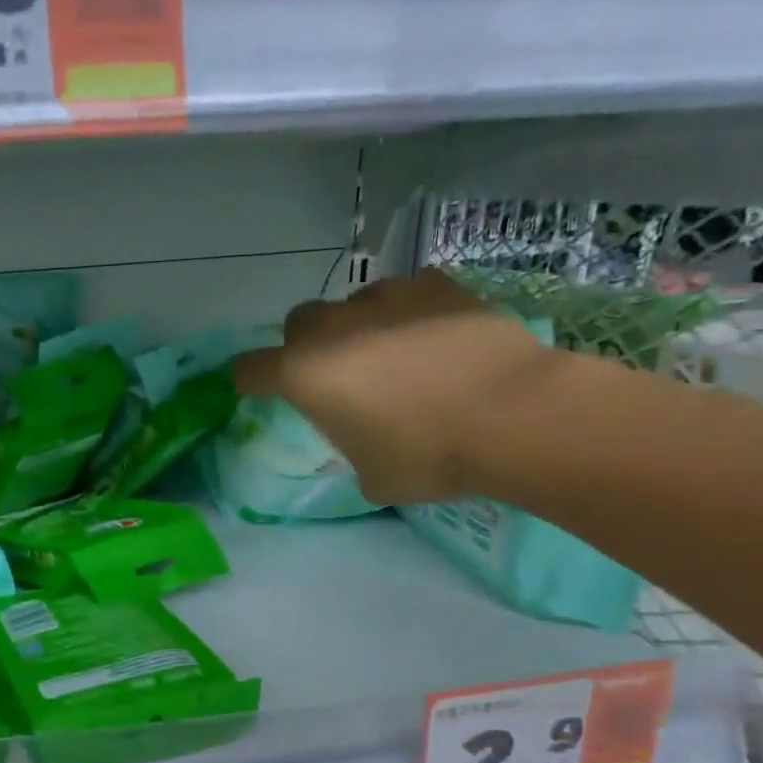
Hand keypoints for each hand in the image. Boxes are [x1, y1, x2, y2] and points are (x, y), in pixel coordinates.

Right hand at [231, 269, 558, 503]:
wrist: (513, 415)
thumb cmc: (427, 456)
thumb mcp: (371, 476)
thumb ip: (350, 450)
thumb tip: (364, 439)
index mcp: (304, 375)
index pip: (250, 369)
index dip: (249, 381)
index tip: (258, 391)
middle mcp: (334, 328)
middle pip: (298, 323)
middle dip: (305, 345)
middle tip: (335, 374)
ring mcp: (386, 298)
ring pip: (354, 303)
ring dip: (359, 326)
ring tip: (393, 354)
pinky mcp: (436, 286)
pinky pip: (407, 293)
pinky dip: (409, 312)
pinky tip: (434, 337)